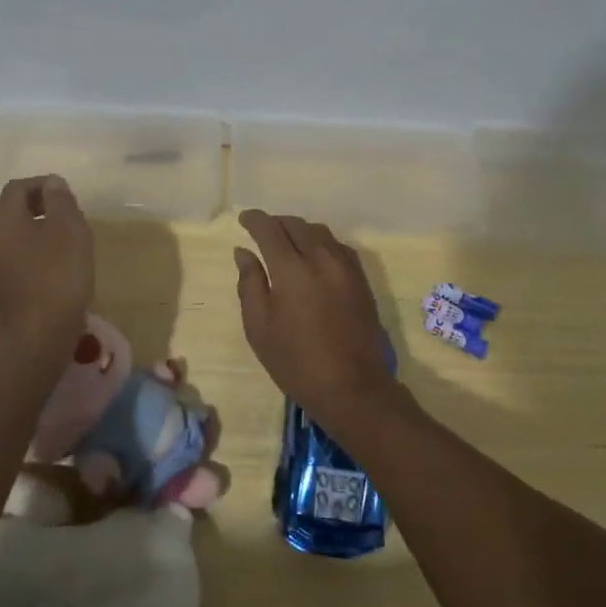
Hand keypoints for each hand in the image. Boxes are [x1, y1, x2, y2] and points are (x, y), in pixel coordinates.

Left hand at [0, 175, 93, 360]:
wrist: (38, 335)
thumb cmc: (58, 275)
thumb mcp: (70, 229)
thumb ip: (60, 200)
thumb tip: (52, 183)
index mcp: (1, 219)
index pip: (18, 188)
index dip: (43, 185)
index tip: (67, 195)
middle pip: (9, 209)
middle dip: (36, 205)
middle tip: (65, 214)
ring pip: (8, 234)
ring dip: (32, 229)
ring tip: (61, 240)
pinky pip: (9, 255)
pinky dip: (27, 251)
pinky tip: (51, 264)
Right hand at [233, 210, 391, 424]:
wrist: (353, 387)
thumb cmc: (296, 362)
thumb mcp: (259, 328)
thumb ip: (250, 284)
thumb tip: (244, 252)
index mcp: (292, 270)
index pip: (270, 230)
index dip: (255, 220)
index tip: (244, 219)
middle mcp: (321, 259)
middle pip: (297, 225)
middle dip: (276, 223)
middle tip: (262, 231)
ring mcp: (346, 267)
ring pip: (320, 232)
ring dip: (300, 230)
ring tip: (286, 242)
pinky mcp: (361, 279)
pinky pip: (338, 246)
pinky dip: (321, 242)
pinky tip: (315, 256)